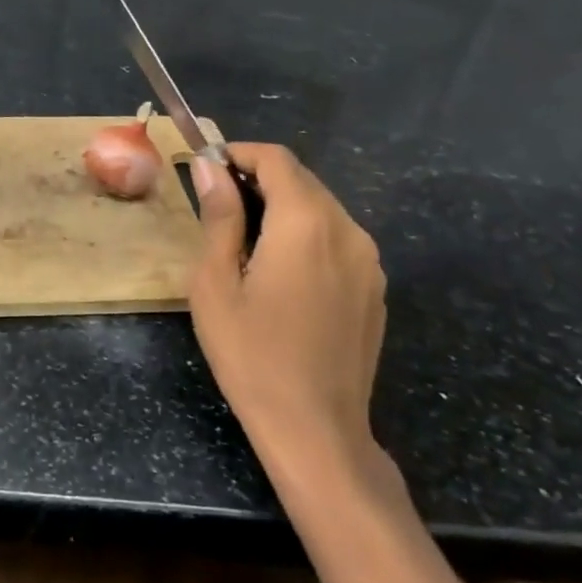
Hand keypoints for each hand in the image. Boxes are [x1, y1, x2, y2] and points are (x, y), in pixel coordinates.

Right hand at [190, 144, 388, 485]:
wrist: (316, 430)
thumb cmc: (252, 354)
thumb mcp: (216, 282)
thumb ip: (219, 216)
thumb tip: (210, 166)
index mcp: (307, 223)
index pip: (276, 159)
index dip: (239, 153)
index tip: (206, 167)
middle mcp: (348, 230)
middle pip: (301, 180)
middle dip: (258, 178)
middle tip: (217, 203)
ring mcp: (369, 261)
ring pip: (321, 208)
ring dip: (282, 206)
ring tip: (244, 239)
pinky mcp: (374, 288)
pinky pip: (337, 239)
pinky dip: (305, 234)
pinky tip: (279, 271)